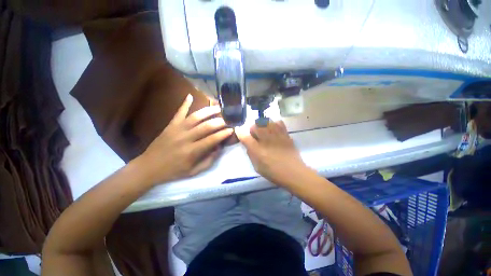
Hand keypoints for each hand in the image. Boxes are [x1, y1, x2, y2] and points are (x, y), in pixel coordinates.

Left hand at [137, 94, 232, 184]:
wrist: (149, 167)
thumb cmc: (173, 171)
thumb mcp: (194, 171)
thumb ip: (208, 160)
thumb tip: (219, 148)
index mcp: (192, 151)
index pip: (212, 140)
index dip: (223, 134)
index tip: (231, 130)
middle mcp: (186, 138)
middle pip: (206, 126)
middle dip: (219, 122)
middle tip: (227, 119)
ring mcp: (177, 130)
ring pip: (195, 117)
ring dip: (208, 111)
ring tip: (218, 107)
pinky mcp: (170, 125)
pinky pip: (179, 112)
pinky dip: (185, 104)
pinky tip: (190, 95)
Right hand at [236, 121, 313, 186]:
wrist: (294, 173)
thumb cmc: (274, 172)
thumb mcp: (257, 167)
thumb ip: (251, 153)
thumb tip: (248, 143)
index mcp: (257, 150)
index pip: (245, 136)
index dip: (239, 132)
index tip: (238, 131)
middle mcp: (266, 140)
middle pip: (255, 125)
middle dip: (252, 129)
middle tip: (255, 136)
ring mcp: (277, 135)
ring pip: (266, 122)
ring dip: (262, 125)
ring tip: (264, 132)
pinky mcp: (285, 134)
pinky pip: (278, 122)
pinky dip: (274, 124)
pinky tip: (274, 130)